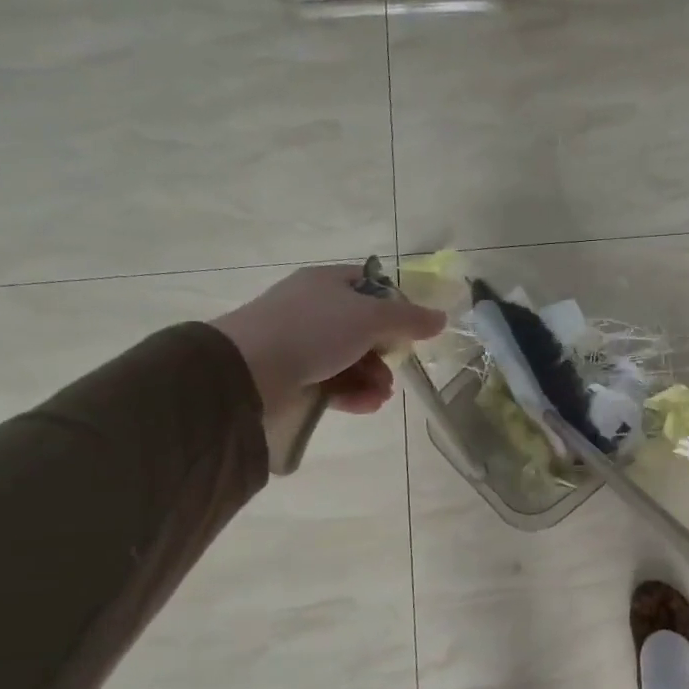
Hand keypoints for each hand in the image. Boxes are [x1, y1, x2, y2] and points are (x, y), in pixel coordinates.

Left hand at [211, 264, 446, 419]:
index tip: (412, 328)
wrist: (246, 371)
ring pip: (351, 359)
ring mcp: (302, 344)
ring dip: (374, 378)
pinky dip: (353, 394)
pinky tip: (366, 404)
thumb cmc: (313, 330)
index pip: (371, 285)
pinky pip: (334, 382)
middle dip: (386, 352)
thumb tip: (442, 318)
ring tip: (381, 394)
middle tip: (396, 367)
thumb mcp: (370, 318)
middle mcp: (314, 309)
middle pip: (364, 328)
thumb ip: (410, 319)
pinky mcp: (294, 376)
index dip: (396, 304)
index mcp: (328, 283)